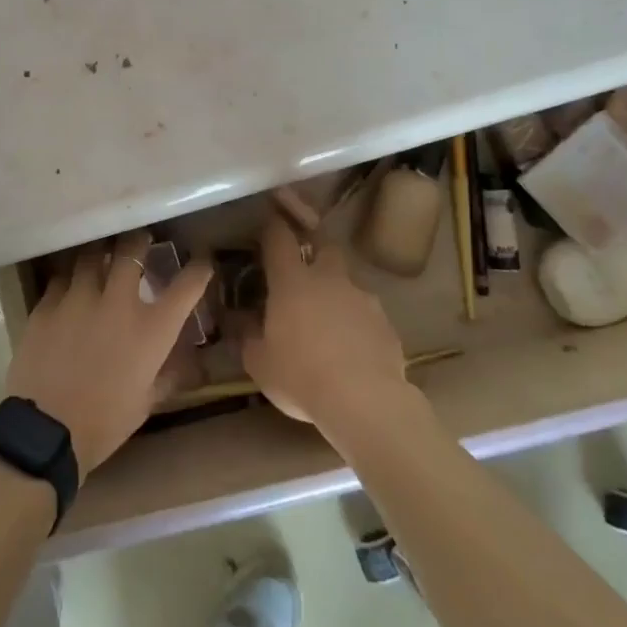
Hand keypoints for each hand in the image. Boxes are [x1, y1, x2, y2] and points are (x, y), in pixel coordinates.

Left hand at [4, 230, 211, 473]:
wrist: (46, 431)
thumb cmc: (105, 422)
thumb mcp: (147, 401)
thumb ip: (169, 373)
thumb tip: (191, 361)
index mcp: (151, 329)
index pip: (186, 286)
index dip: (198, 269)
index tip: (201, 260)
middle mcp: (117, 302)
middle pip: (131, 250)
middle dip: (139, 241)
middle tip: (140, 241)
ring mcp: (78, 298)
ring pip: (91, 256)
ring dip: (100, 254)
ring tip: (101, 255)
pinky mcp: (47, 304)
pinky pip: (61, 278)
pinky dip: (69, 278)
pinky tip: (69, 286)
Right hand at [240, 218, 407, 425]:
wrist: (365, 402)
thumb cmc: (300, 376)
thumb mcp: (259, 362)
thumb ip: (247, 335)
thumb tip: (240, 320)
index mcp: (292, 281)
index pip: (279, 238)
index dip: (272, 228)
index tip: (268, 224)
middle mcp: (329, 279)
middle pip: (325, 247)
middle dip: (315, 251)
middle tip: (305, 270)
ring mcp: (363, 299)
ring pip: (348, 283)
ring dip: (337, 294)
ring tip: (330, 323)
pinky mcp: (387, 324)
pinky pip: (367, 315)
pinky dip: (358, 323)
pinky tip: (353, 349)